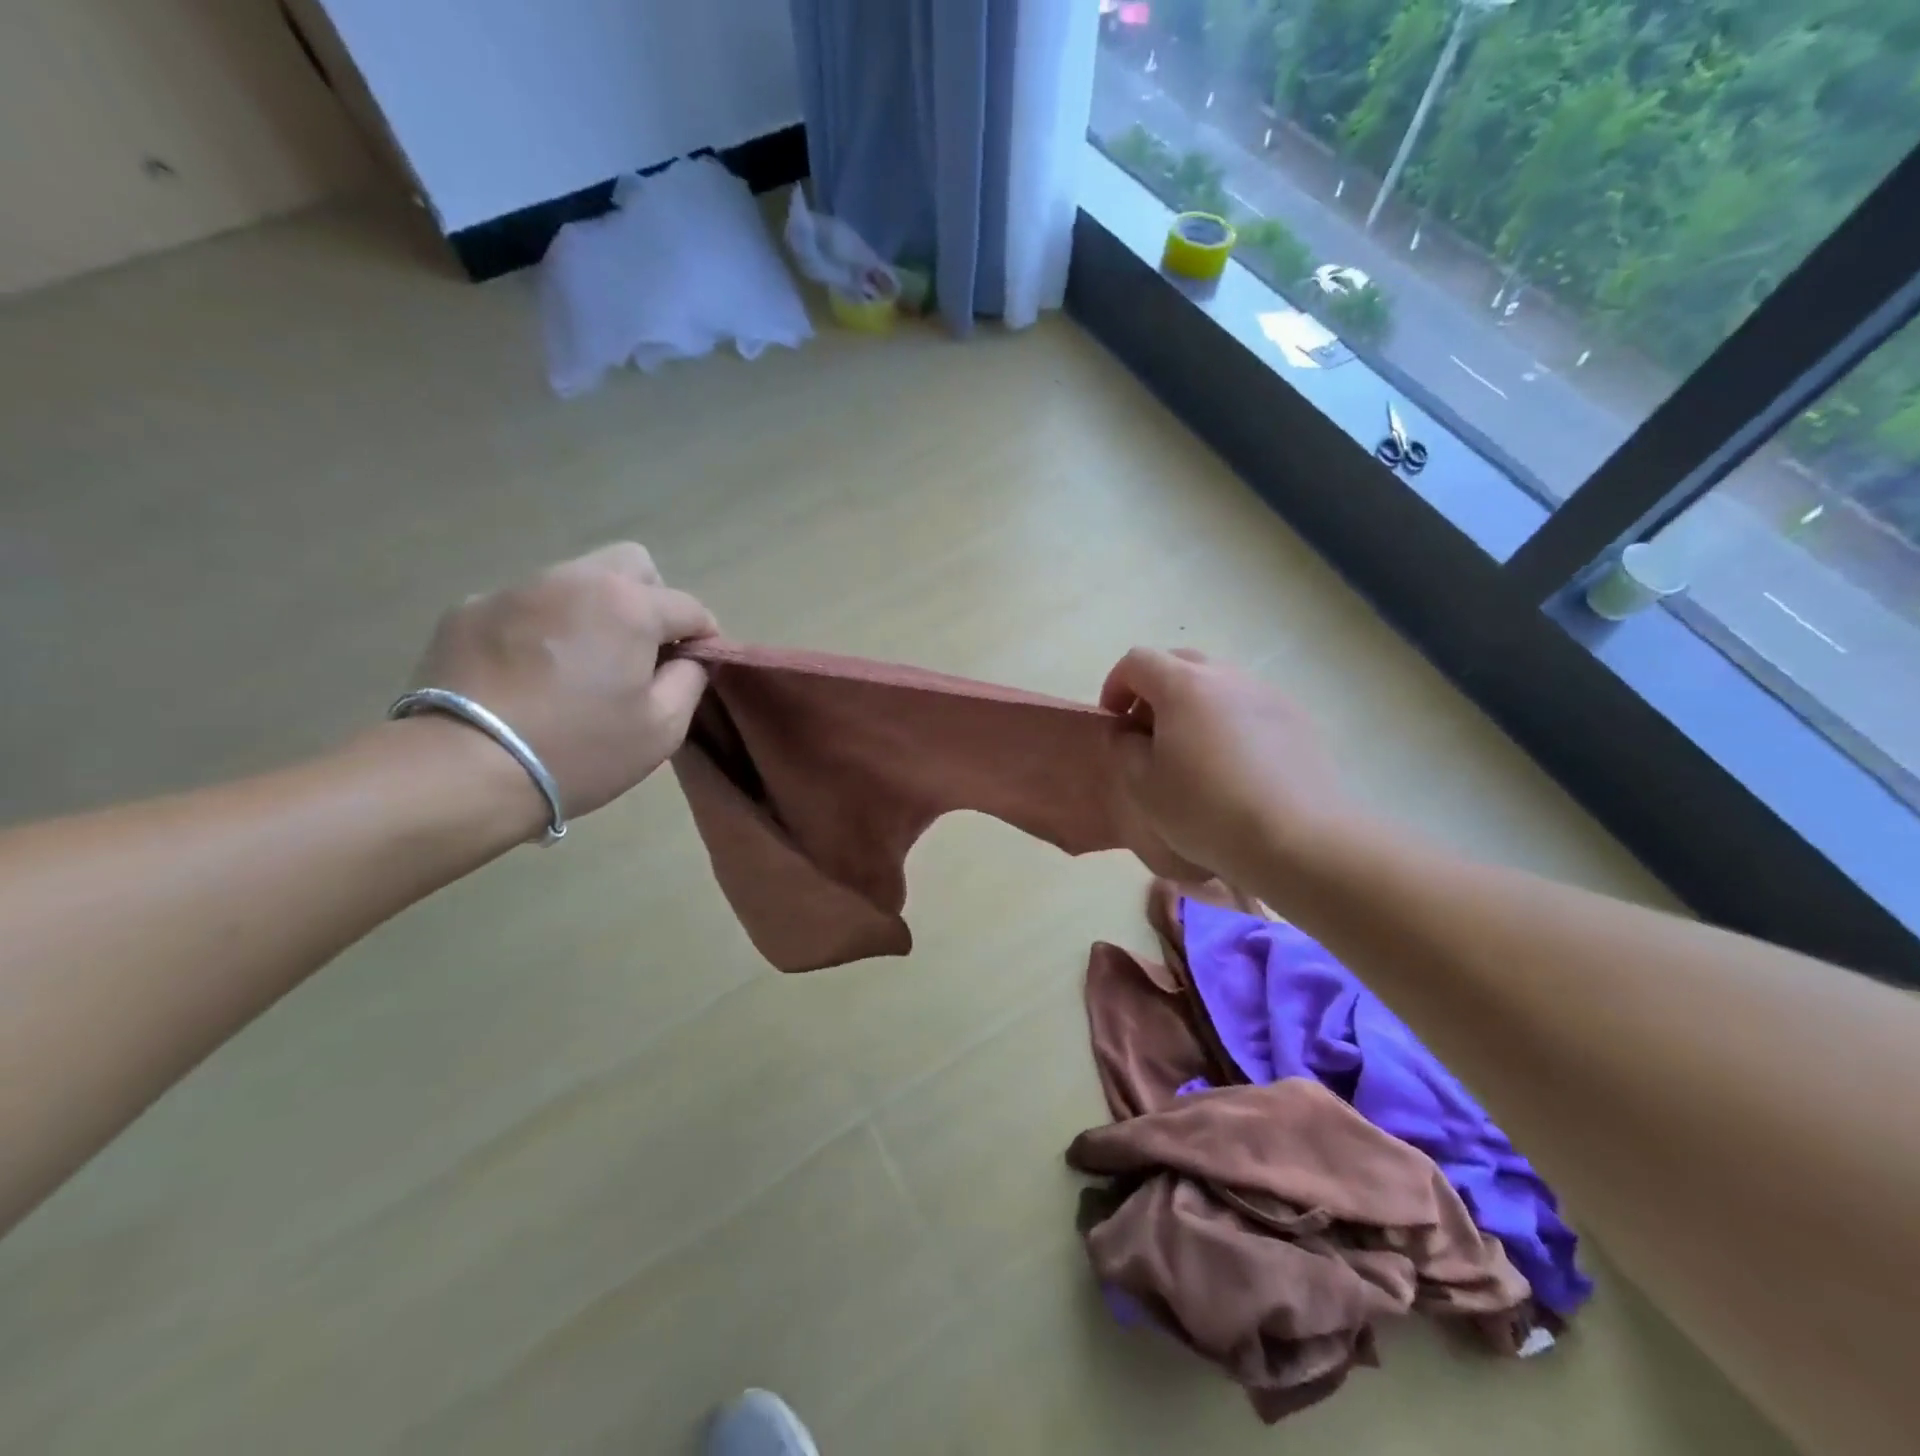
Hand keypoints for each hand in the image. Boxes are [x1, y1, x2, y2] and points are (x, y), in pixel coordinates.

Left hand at [403, 543, 716, 828]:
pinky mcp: (469, 610)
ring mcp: (515, 590)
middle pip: (633, 566)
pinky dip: (543, 626)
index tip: (697, 665)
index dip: (704, 635)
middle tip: (642, 650)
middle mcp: (575, 580)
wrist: (461, 770)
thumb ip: (690, 680)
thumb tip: (688, 658)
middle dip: (652, 600)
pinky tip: (530, 672)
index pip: (689, 606)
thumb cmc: (579, 751)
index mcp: (628, 606)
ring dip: (595, 610)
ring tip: (581, 663)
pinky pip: (526, 605)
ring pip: (576, 580)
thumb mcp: (662, 729)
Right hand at [1101, 647, 1346, 883]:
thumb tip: (1129, 731)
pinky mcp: (1298, 720)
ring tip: (1194, 753)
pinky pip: (1251, 707)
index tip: (1115, 722)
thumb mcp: (1142, 786)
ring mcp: (1268, 695)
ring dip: (1195, 706)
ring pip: (1219, 684)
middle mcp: (1228, 677)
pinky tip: (1235, 768)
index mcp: (1184, 685)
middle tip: (1150, 733)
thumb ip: (1124, 747)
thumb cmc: (1206, 811)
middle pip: (1180, 663)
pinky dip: (1231, 723)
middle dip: (1155, 690)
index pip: (1137, 661)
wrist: (1298, 840)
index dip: (1116, 686)